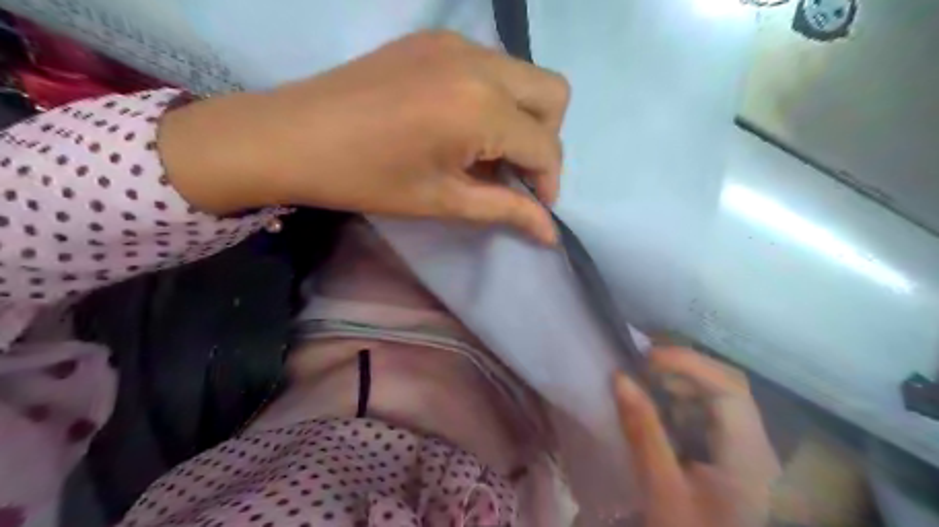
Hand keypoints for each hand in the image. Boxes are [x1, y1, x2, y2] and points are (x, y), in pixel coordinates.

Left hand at [161, 31, 566, 243]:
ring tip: (486, 154)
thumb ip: (505, 211)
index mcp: (480, 106)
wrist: (291, 135)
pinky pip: (491, 66)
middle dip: (545, 140)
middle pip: (552, 94)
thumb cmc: (367, 178)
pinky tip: (463, 126)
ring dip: (522, 118)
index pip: (545, 145)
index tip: (534, 207)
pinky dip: (495, 99)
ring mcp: (455, 43)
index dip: (548, 182)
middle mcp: (479, 63)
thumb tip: (551, 233)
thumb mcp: (442, 201)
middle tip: (513, 173)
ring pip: (524, 76)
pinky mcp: (434, 39)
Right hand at [613, 350, 782, 525]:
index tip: (645, 358)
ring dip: (680, 387)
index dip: (688, 363)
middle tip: (640, 367)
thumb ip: (643, 430)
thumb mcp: (662, 489)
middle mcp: (758, 449)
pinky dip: (681, 407)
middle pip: (728, 389)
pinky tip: (658, 412)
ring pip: (719, 402)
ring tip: (644, 384)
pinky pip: (710, 420)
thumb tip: (620, 377)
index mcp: (750, 457)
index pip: (730, 389)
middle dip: (683, 371)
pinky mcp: (735, 461)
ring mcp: (749, 455)